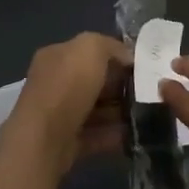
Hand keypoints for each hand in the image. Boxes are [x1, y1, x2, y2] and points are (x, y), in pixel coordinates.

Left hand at [0, 33, 131, 180]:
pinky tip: (133, 134)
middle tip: (145, 92)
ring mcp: (58, 114)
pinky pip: (95, 135)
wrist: (44, 140)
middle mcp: (54, 83)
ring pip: (95, 109)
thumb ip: (110, 46)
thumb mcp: (91, 48)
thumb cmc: (67, 87)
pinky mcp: (65, 142)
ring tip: (144, 114)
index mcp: (56, 56)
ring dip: (118, 112)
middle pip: (93, 81)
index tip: (139, 66)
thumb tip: (126, 58)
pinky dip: (113, 135)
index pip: (88, 51)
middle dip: (119, 86)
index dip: (115, 56)